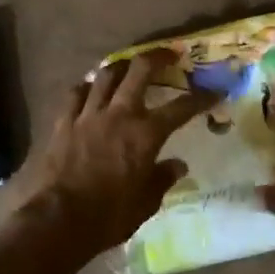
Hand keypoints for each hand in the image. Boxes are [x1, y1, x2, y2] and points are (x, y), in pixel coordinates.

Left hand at [15, 51, 213, 258]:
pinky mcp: (64, 122)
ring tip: (127, 66)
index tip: (214, 91)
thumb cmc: (110, 215)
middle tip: (168, 54)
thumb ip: (162, 178)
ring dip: (120, 66)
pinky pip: (75, 94)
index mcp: (146, 134)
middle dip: (157, 57)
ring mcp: (88, 115)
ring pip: (106, 75)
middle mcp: (119, 115)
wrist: (59, 219)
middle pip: (140, 71)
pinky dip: (87, 87)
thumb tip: (178, 165)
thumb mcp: (146, 203)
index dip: (201, 98)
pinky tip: (90, 89)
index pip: (182, 108)